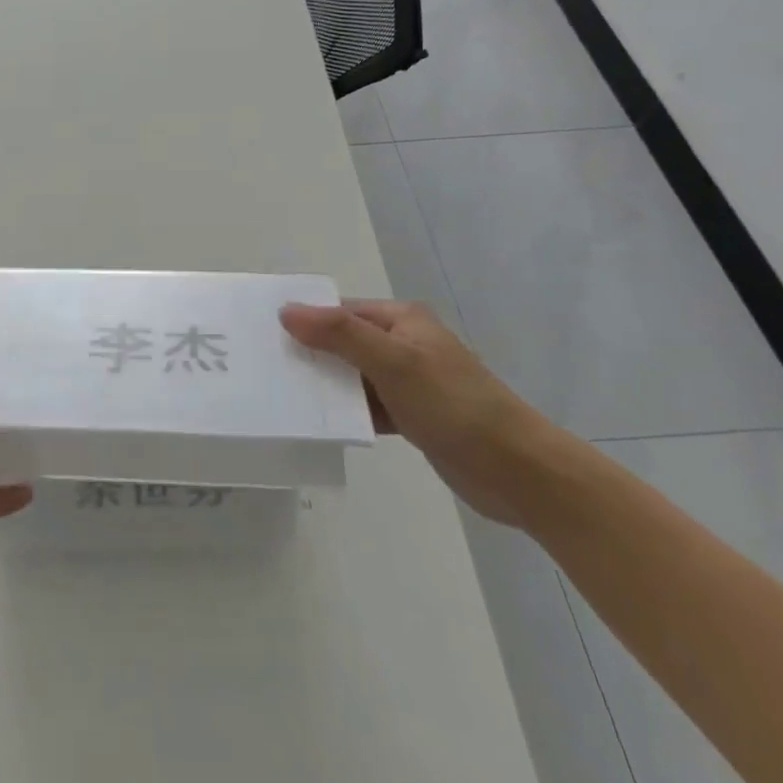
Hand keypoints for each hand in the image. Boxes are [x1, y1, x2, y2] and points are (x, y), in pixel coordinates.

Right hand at [280, 298, 555, 525]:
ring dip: (326, 385)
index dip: (305, 320)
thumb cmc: (455, 406)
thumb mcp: (394, 363)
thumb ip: (340, 334)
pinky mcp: (411, 416)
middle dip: (309, 353)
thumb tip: (287, 310)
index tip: (263, 335)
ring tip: (282, 395)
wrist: (519, 472)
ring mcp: (407, 381)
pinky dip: (346, 411)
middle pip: (343, 342)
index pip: (340, 311)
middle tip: (265, 368)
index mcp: (400, 319)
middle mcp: (402, 343)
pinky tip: (319, 422)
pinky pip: (366, 405)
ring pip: (352, 376)